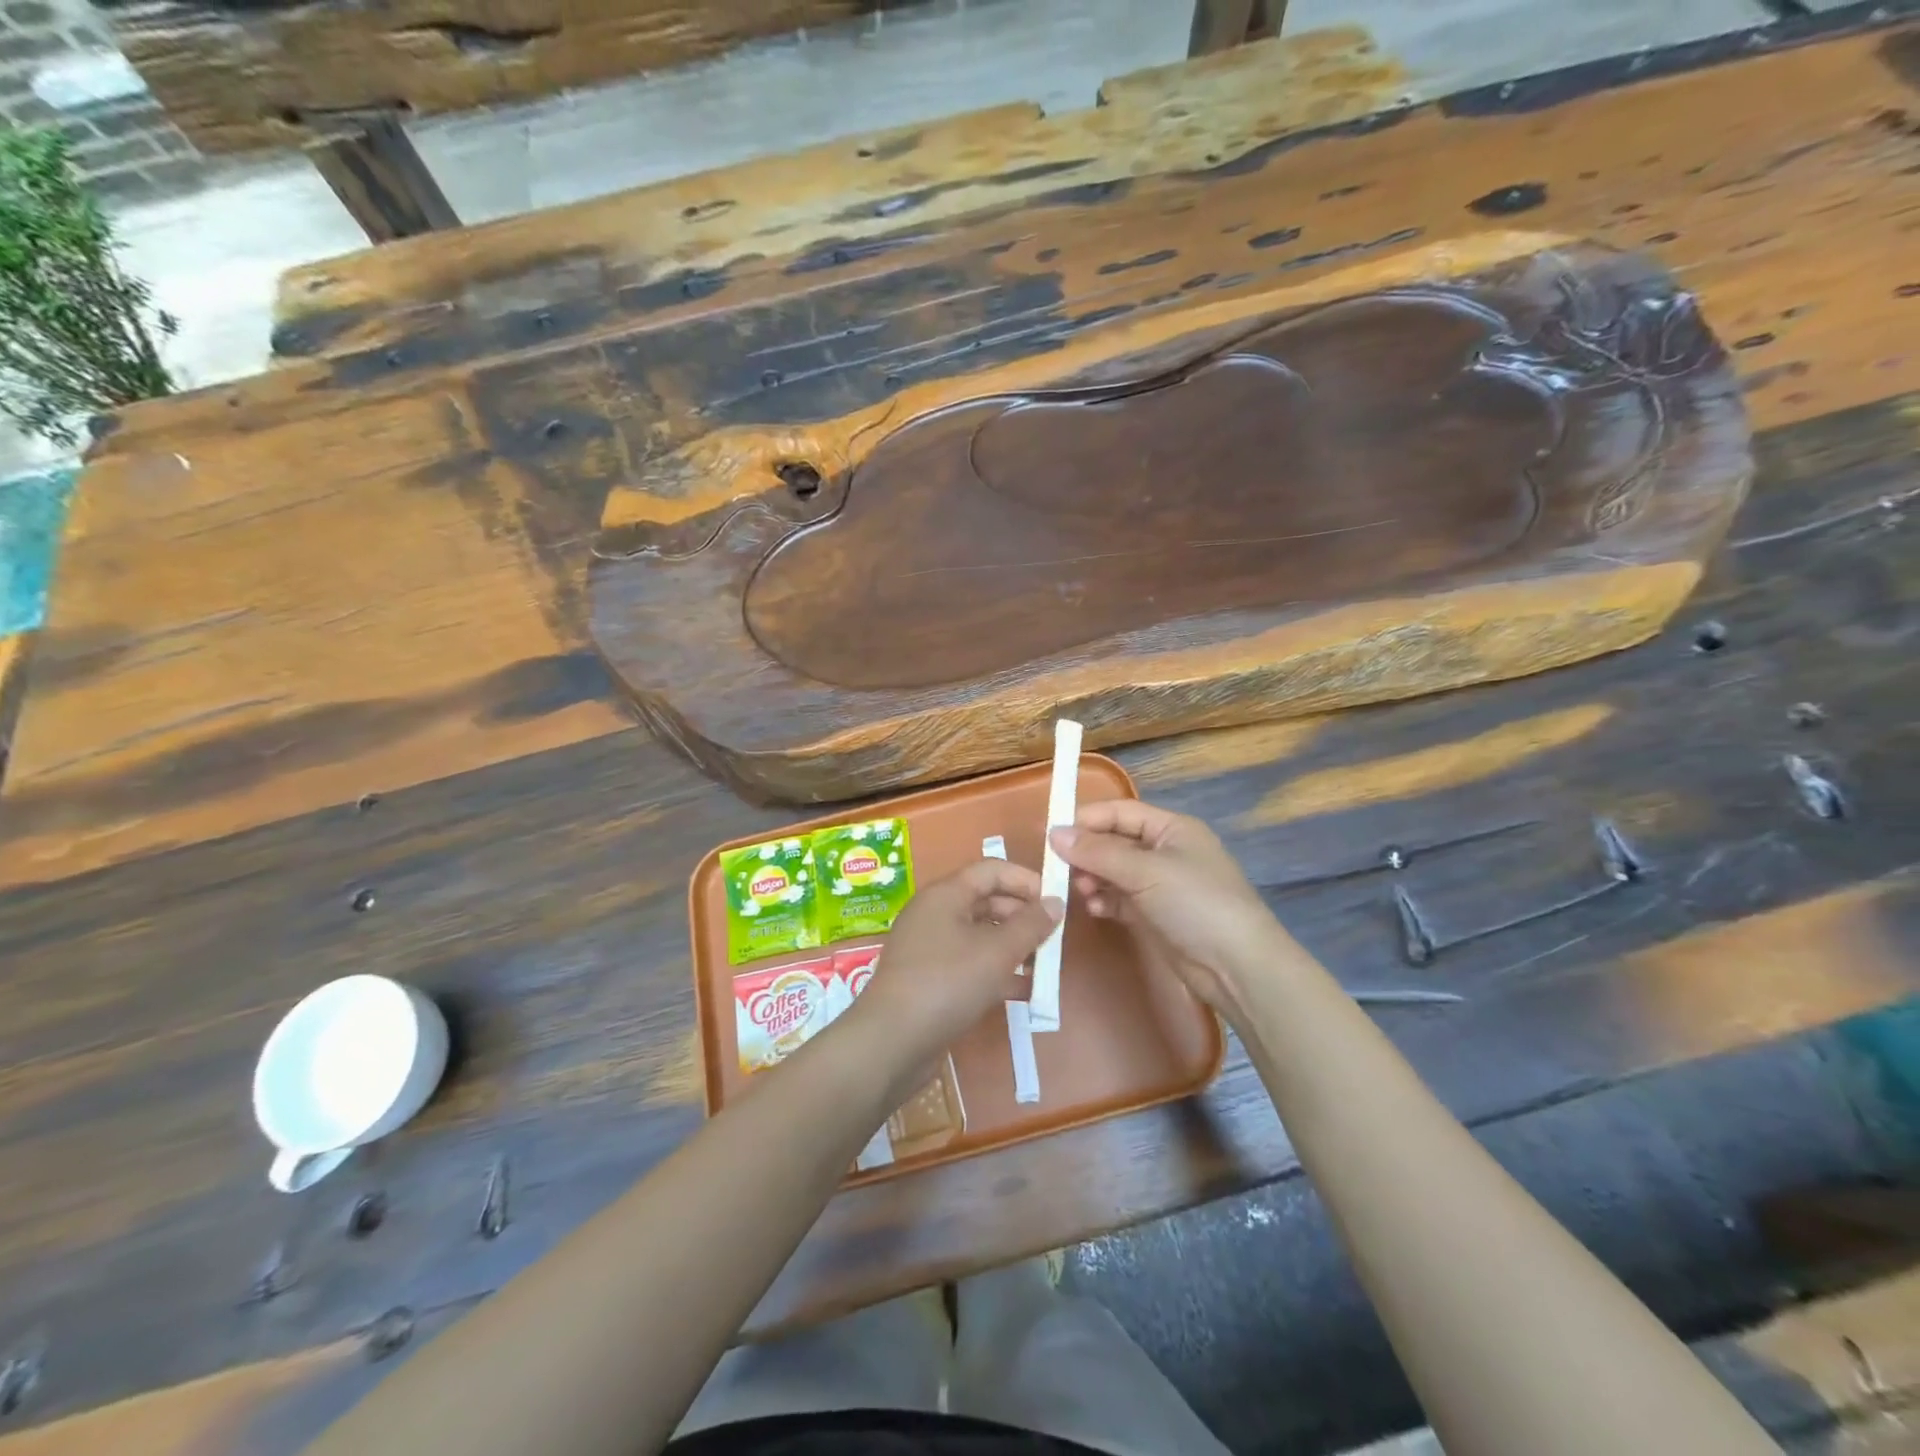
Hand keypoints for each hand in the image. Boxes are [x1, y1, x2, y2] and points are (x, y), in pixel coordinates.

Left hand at [851, 859, 1062, 1058]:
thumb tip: (1055, 902)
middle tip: (1054, 939)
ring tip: (1045, 968)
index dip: (1026, 880)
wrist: (891, 1042)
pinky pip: (970, 964)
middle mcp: (936, 913)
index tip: (1056, 902)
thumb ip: (1030, 925)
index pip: (992, 870)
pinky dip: (997, 972)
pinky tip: (1024, 993)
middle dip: (1023, 917)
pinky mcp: (931, 979)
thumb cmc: (947, 983)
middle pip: (987, 902)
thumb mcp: (997, 952)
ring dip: (1013, 948)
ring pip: (980, 936)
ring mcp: (931, 948)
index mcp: (946, 894)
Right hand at [1049, 800, 1282, 1023]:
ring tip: (1080, 893)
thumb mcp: (1145, 871)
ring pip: (1114, 872)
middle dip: (1087, 853)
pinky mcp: (1156, 916)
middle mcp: (1165, 851)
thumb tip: (1053, 833)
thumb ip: (1098, 852)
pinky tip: (1094, 910)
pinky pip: (1120, 899)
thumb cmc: (1196, 904)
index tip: (1052, 834)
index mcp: (1171, 828)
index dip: (1087, 819)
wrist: (1238, 967)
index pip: (1120, 812)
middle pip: (1115, 842)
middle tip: (1059, 869)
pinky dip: (1105, 901)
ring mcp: (1161, 885)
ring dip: (1093, 879)